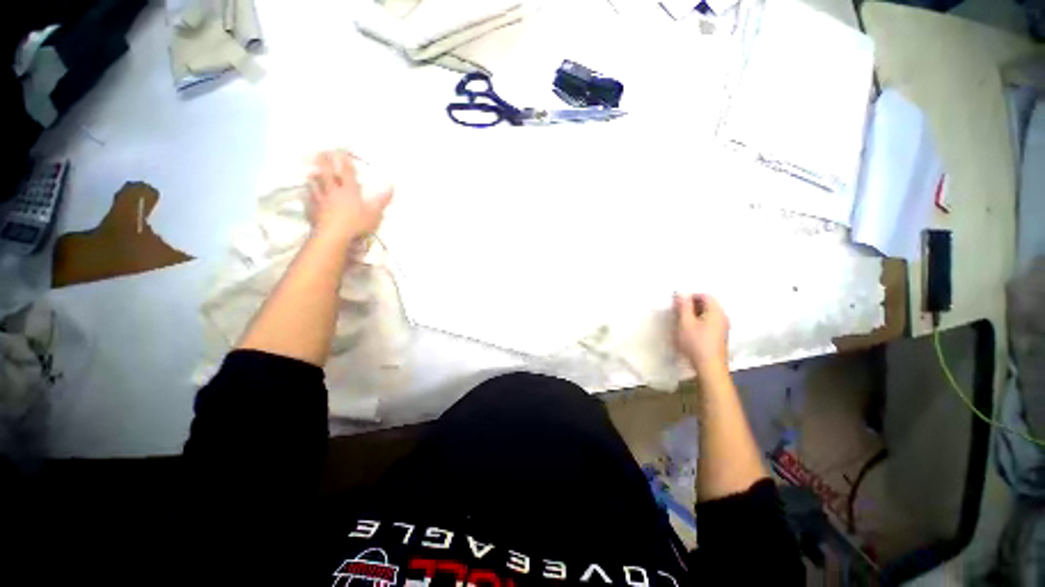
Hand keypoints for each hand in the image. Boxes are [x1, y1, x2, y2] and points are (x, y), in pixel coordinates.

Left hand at [307, 150, 392, 243]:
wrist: (334, 235)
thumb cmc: (357, 223)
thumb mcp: (375, 213)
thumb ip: (382, 199)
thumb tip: (391, 187)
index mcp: (349, 191)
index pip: (347, 172)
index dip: (344, 161)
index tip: (341, 150)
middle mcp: (334, 192)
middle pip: (327, 174)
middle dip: (325, 162)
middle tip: (321, 152)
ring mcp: (322, 201)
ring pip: (315, 185)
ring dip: (314, 177)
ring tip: (311, 171)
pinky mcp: (314, 211)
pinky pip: (309, 200)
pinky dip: (308, 194)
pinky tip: (306, 193)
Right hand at [674, 293, 729, 373]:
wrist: (709, 367)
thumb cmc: (696, 343)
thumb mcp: (685, 323)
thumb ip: (683, 306)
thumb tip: (681, 293)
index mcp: (716, 311)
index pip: (705, 295)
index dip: (690, 296)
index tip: (678, 303)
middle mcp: (723, 317)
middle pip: (707, 304)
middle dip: (691, 305)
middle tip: (678, 311)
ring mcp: (723, 327)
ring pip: (707, 314)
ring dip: (694, 314)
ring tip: (681, 320)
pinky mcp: (719, 336)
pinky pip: (709, 322)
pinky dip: (699, 322)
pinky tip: (690, 330)